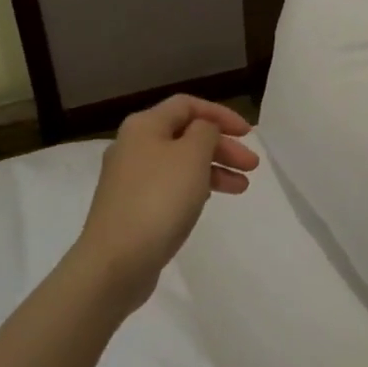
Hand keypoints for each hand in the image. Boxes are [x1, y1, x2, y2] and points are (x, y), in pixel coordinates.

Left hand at [74, 95, 258, 312]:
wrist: (115, 262)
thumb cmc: (159, 199)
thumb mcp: (192, 155)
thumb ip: (206, 132)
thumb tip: (204, 129)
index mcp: (144, 125)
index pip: (188, 105)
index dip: (221, 114)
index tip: (248, 134)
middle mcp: (133, 146)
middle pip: (185, 134)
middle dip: (222, 146)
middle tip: (252, 166)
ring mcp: (130, 179)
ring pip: (180, 163)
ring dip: (214, 169)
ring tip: (242, 188)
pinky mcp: (132, 207)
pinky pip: (170, 187)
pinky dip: (195, 187)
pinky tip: (210, 200)